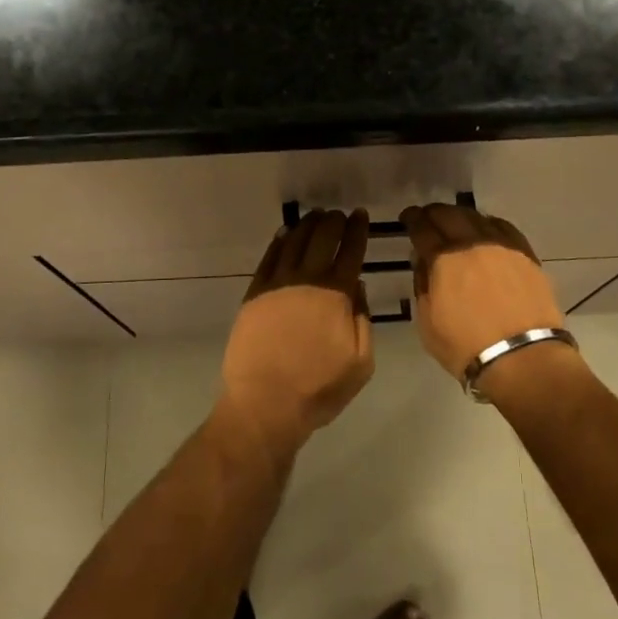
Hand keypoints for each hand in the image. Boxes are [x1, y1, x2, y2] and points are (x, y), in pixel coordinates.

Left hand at [219, 209, 373, 453]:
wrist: (265, 404)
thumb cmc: (318, 389)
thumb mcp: (360, 362)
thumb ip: (362, 319)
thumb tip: (357, 285)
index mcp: (336, 294)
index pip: (351, 251)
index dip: (357, 230)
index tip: (361, 215)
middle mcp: (307, 280)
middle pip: (322, 238)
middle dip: (333, 222)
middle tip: (338, 214)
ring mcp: (277, 285)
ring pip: (294, 242)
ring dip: (307, 225)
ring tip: (316, 216)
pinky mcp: (254, 294)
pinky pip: (268, 258)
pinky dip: (279, 242)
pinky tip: (285, 234)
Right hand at [401, 203, 564, 383]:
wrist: (523, 359)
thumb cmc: (467, 347)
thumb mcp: (428, 322)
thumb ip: (422, 286)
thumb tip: (424, 263)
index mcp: (444, 259)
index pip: (423, 228)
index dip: (412, 219)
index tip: (407, 217)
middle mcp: (473, 244)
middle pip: (450, 215)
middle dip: (434, 213)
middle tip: (428, 217)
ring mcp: (503, 247)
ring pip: (478, 218)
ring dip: (461, 216)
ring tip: (456, 222)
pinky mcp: (526, 256)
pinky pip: (504, 228)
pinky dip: (489, 225)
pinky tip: (487, 230)